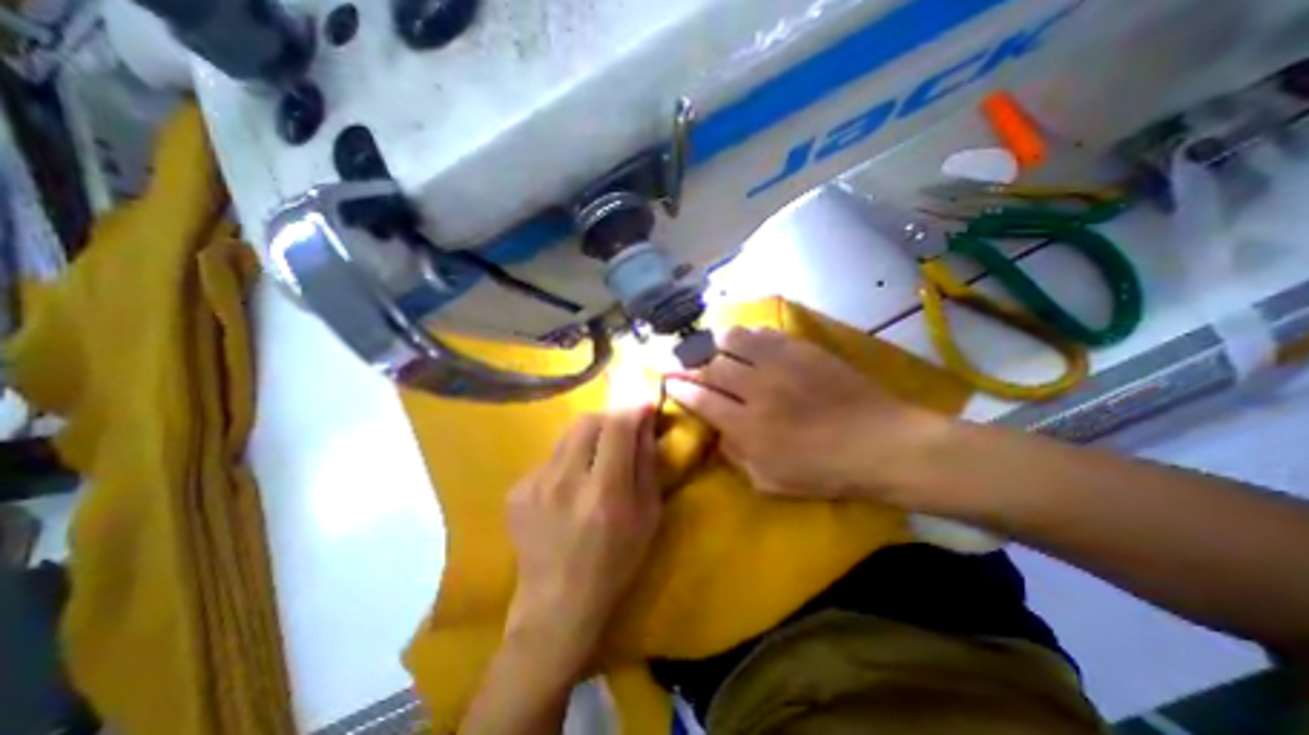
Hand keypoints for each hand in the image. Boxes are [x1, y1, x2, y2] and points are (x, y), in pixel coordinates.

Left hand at [502, 406, 659, 667]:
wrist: (556, 604)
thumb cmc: (614, 562)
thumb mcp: (647, 515)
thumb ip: (646, 463)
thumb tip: (645, 423)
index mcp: (603, 491)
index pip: (618, 426)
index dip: (634, 409)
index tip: (645, 406)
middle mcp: (565, 480)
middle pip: (587, 420)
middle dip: (609, 418)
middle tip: (621, 432)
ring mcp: (534, 483)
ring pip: (567, 435)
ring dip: (588, 438)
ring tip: (595, 460)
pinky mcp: (517, 489)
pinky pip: (550, 457)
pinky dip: (568, 460)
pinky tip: (570, 487)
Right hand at [669, 331, 946, 502]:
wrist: (880, 443)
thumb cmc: (824, 470)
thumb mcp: (770, 481)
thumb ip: (735, 455)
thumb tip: (717, 431)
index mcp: (747, 426)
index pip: (701, 398)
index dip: (681, 388)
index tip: (671, 382)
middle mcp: (757, 389)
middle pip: (712, 366)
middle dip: (694, 366)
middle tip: (690, 367)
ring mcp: (780, 364)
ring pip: (734, 340)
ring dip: (718, 344)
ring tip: (717, 350)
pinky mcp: (802, 349)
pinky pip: (764, 333)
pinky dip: (749, 336)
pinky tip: (748, 343)